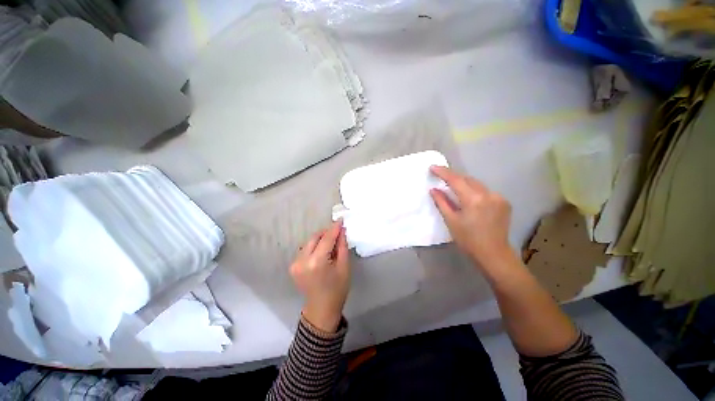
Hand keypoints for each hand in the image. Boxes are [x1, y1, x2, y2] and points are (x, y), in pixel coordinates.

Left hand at [290, 220, 349, 331]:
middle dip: (326, 232)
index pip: (326, 239)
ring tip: (331, 243)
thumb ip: (342, 246)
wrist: (321, 309)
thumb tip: (341, 231)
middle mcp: (302, 261)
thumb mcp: (344, 267)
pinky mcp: (293, 266)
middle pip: (314, 238)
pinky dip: (314, 246)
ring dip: (320, 239)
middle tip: (337, 232)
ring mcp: (295, 264)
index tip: (340, 219)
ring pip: (309, 242)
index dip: (334, 228)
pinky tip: (322, 251)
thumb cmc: (337, 289)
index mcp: (317, 262)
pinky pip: (305, 249)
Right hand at [429, 166, 512, 266]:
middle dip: (453, 177)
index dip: (443, 172)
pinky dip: (474, 191)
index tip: (433, 167)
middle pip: (467, 179)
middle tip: (440, 177)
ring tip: (453, 188)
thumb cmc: (468, 239)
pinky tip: (470, 199)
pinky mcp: (504, 202)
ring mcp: (498, 197)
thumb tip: (433, 189)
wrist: (494, 254)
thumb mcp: (451, 221)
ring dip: (464, 184)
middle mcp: (488, 194)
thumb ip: (442, 202)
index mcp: (473, 199)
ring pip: (477, 184)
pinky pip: (485, 191)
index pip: (456, 180)